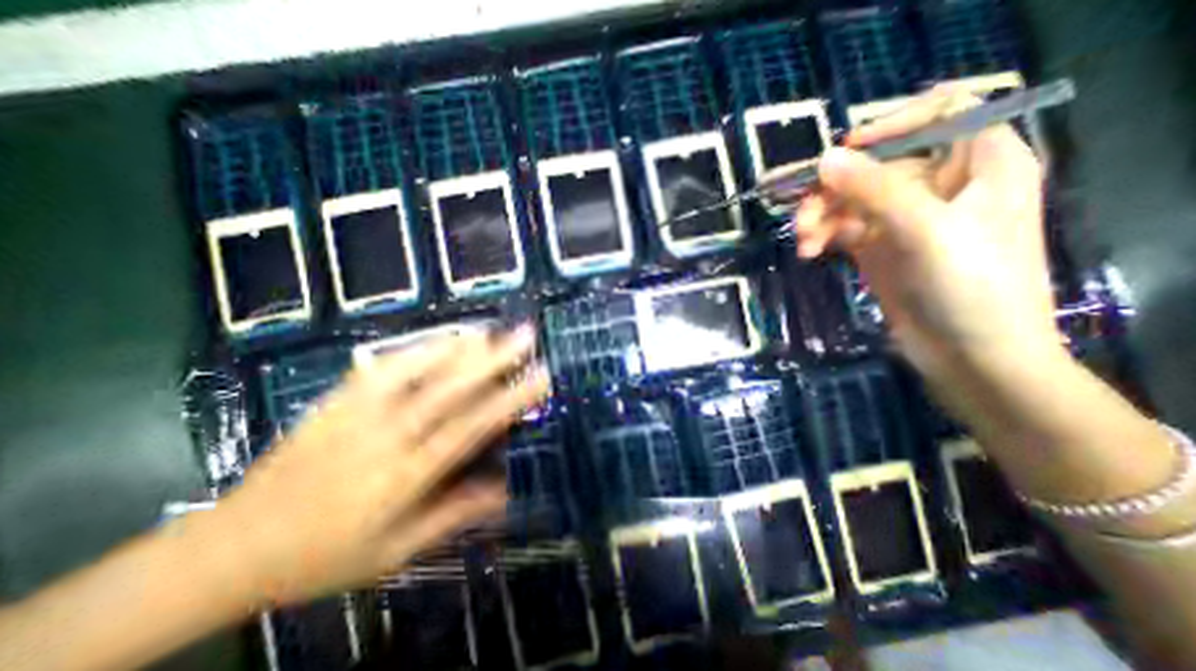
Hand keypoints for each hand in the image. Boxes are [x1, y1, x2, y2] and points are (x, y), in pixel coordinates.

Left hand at [206, 328, 550, 609]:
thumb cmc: (322, 557)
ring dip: (459, 346)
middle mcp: (386, 436)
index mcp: (405, 475)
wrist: (227, 550)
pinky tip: (441, 338)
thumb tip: (507, 491)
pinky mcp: (335, 400)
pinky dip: (417, 348)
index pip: (471, 427)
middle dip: (494, 358)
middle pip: (450, 388)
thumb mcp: (396, 553)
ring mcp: (357, 413)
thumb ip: (453, 515)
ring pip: (416, 369)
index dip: (510, 399)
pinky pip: (381, 365)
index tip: (540, 377)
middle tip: (525, 335)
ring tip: (491, 330)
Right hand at [792, 85, 1058, 387]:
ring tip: (803, 243)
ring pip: (851, 199)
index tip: (844, 152)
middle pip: (875, 165)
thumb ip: (875, 190)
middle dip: (834, 189)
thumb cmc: (971, 287)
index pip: (937, 115)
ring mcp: (904, 219)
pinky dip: (822, 236)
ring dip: (821, 217)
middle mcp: (940, 185)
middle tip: (802, 216)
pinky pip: (842, 228)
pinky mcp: (879, 247)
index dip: (889, 125)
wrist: (970, 355)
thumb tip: (825, 159)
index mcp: (978, 164)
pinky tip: (809, 252)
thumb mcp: (927, 231)